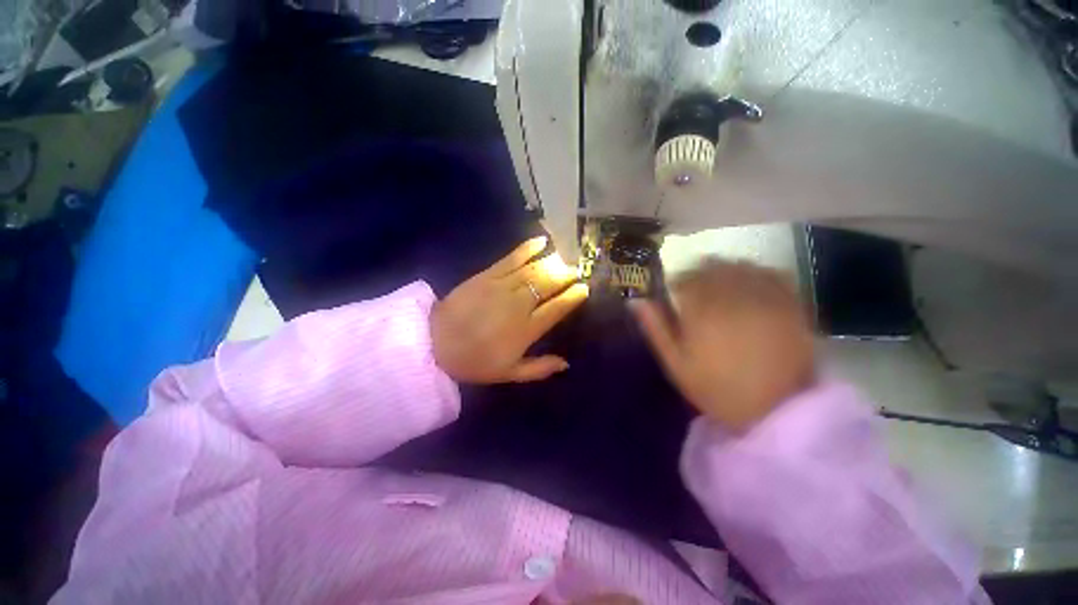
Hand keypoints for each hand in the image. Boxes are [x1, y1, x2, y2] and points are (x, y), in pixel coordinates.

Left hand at [431, 237, 588, 383]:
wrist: (434, 344)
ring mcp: (502, 286)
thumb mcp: (509, 374)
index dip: (573, 297)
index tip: (584, 289)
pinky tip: (541, 241)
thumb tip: (566, 363)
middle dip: (566, 275)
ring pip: (534, 270)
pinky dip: (528, 248)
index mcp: (527, 329)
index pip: (557, 308)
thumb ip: (539, 368)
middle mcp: (519, 304)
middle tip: (575, 271)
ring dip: (552, 263)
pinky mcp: (487, 275)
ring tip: (564, 259)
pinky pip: (511, 258)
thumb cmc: (474, 361)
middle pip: (548, 285)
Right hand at [631, 260, 814, 430]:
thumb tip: (636, 301)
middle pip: (712, 267)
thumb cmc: (718, 389)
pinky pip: (771, 274)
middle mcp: (733, 297)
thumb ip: (655, 329)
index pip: (686, 278)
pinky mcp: (790, 305)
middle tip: (695, 288)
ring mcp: (765, 298)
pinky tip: (749, 285)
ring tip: (719, 286)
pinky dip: (755, 273)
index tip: (674, 291)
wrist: (776, 410)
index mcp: (702, 311)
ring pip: (739, 266)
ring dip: (724, 270)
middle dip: (699, 273)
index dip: (677, 281)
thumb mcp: (676, 364)